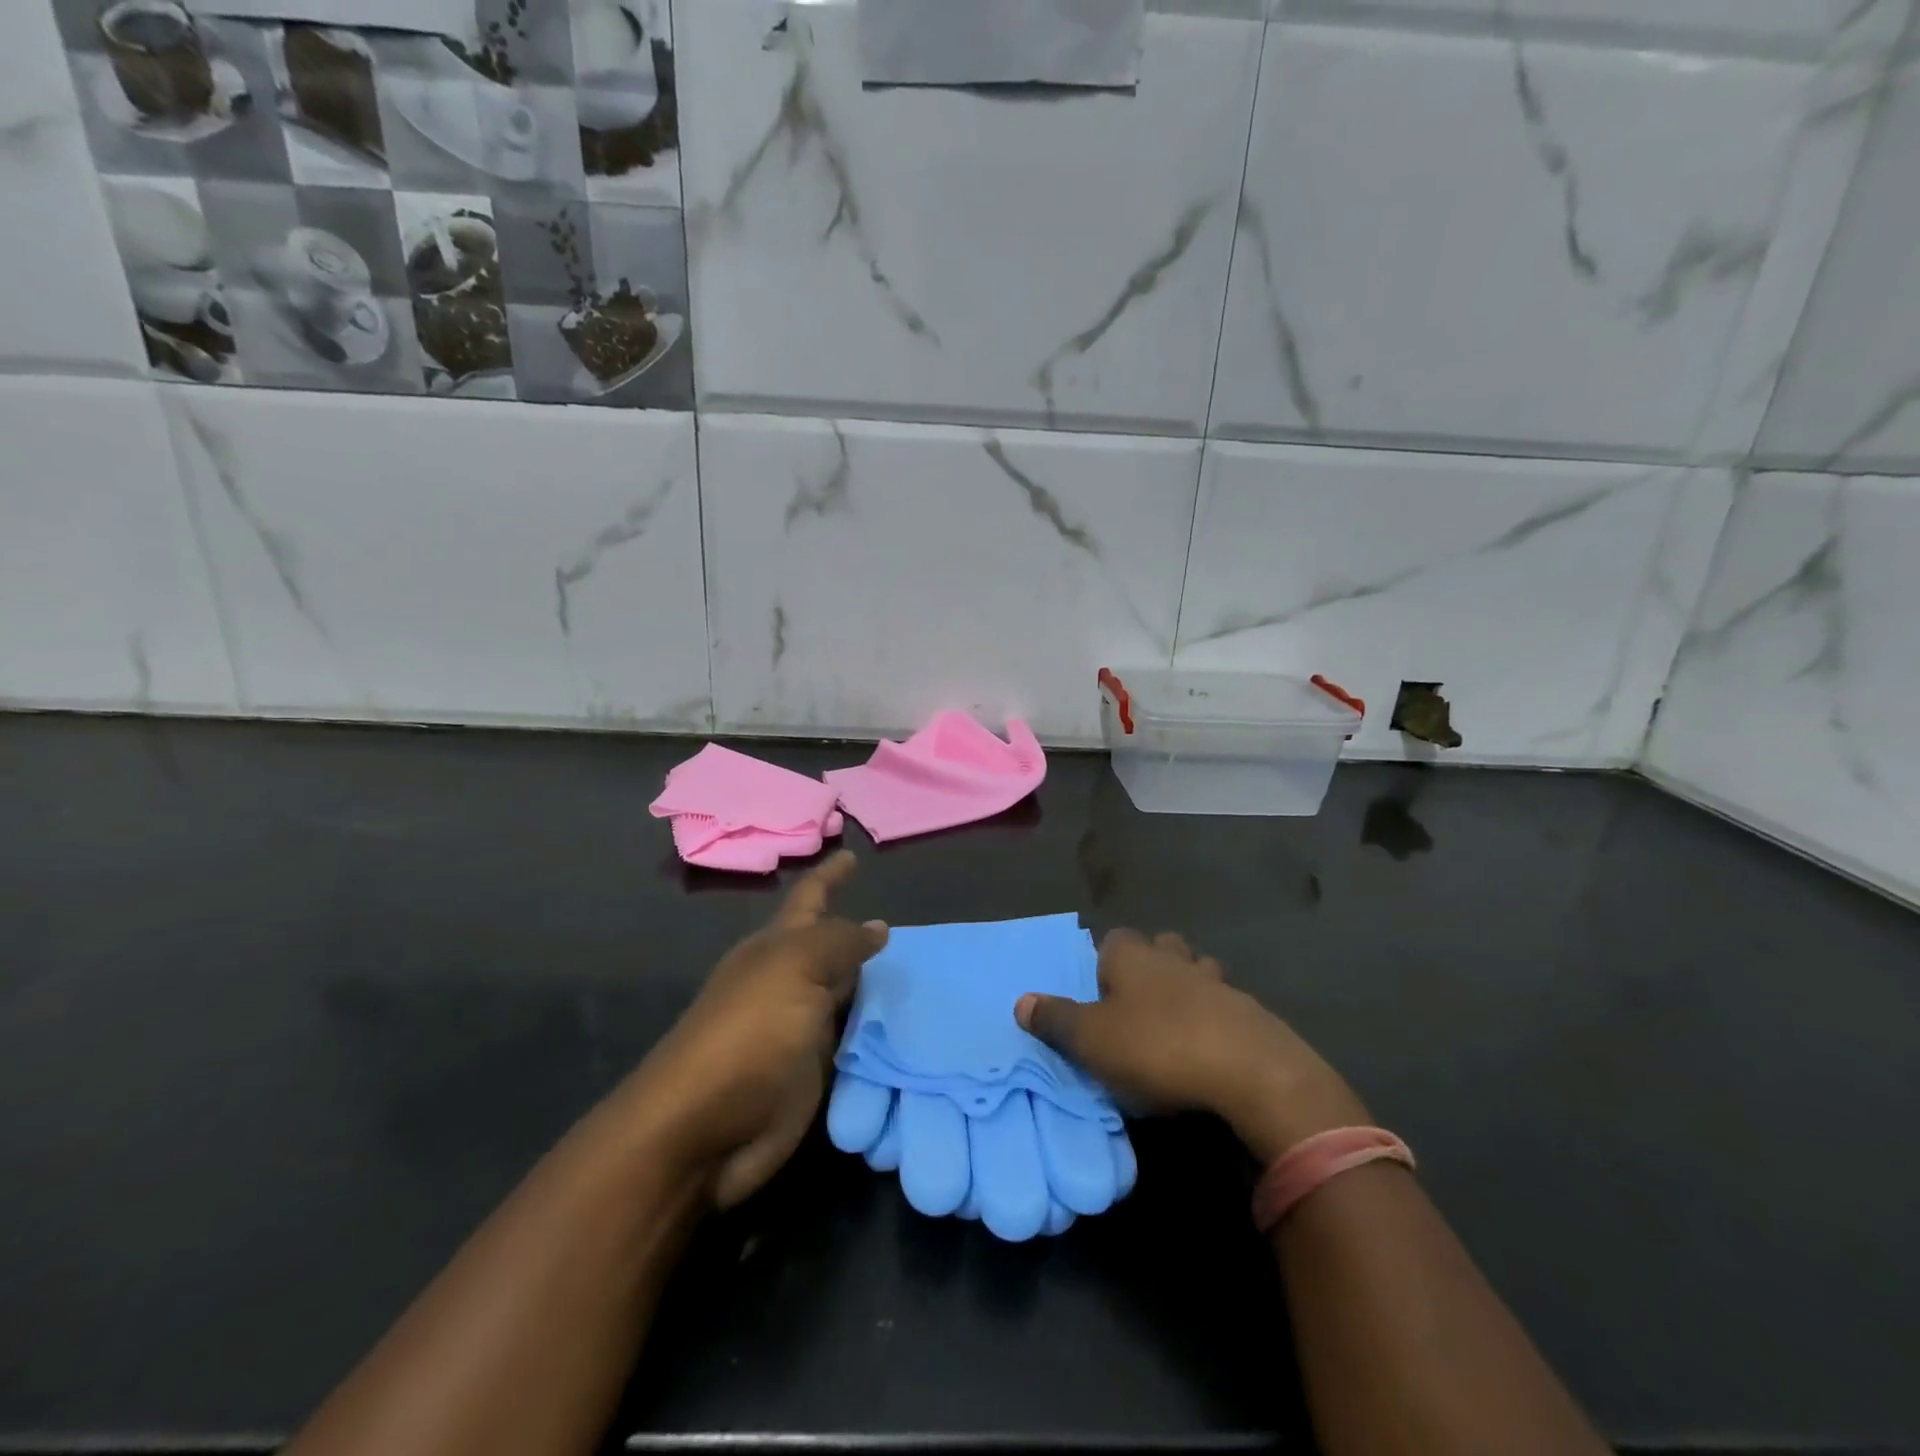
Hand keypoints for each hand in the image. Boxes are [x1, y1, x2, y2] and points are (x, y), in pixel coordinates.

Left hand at [629, 851, 886, 1207]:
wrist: (704, 1130)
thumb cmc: (748, 1032)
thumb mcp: (795, 968)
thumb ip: (840, 942)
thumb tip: (878, 926)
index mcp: (777, 948)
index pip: (810, 898)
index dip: (830, 875)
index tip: (852, 854)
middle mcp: (790, 982)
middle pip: (832, 948)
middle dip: (862, 935)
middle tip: (910, 926)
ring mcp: (802, 1029)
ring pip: (850, 994)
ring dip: (879, 985)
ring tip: (925, 973)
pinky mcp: (815, 1073)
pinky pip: (859, 1042)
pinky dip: (882, 1033)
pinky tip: (915, 1026)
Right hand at [1015, 929, 1368, 1163]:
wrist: (1251, 1072)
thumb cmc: (1158, 1047)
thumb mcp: (1092, 1040)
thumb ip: (1056, 1020)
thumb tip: (1021, 1001)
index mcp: (1134, 957)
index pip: (1114, 939)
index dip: (1104, 960)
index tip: (1099, 990)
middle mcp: (1174, 959)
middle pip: (1161, 946)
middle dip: (1150, 965)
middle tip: (1136, 1003)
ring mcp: (1218, 983)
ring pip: (1197, 971)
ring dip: (1187, 989)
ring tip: (1175, 1024)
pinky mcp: (1251, 1013)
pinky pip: (1225, 1006)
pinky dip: (1215, 1019)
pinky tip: (1210, 1048)